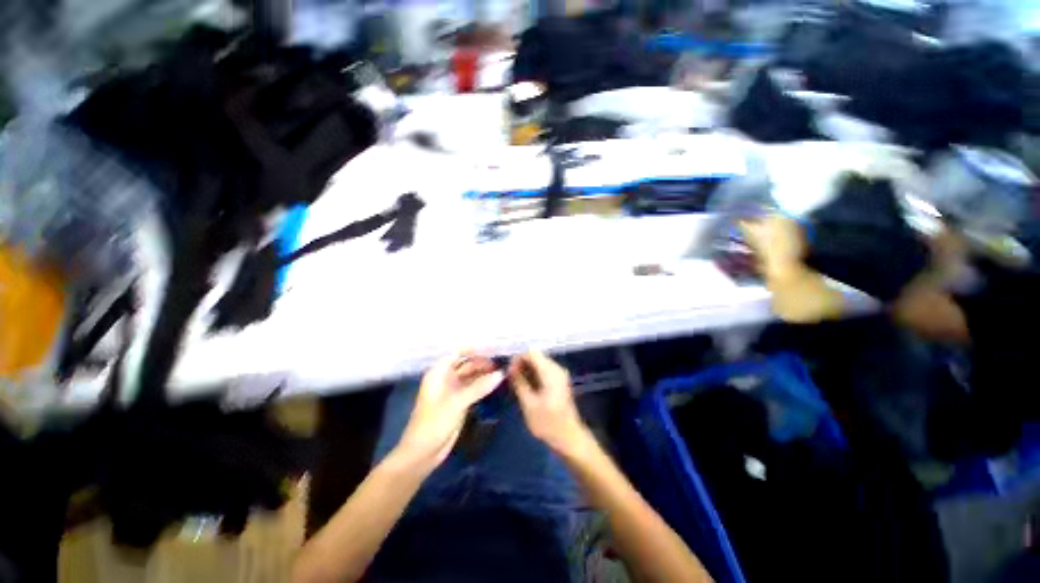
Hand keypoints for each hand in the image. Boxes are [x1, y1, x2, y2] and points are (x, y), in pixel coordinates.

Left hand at [394, 352, 503, 472]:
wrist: (423, 453)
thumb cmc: (434, 423)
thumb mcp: (457, 402)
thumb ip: (479, 387)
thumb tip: (501, 374)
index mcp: (438, 373)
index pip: (457, 352)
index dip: (473, 349)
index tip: (492, 348)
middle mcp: (445, 378)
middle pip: (465, 363)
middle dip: (481, 361)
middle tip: (501, 362)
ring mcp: (453, 390)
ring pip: (470, 376)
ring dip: (483, 373)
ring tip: (501, 371)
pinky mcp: (459, 402)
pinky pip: (473, 388)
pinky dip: (483, 385)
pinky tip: (495, 383)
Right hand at [509, 351, 590, 457]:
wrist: (569, 438)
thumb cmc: (547, 423)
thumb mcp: (528, 404)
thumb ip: (519, 382)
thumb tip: (510, 367)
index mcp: (550, 372)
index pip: (531, 353)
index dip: (518, 358)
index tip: (508, 371)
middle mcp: (556, 368)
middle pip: (535, 356)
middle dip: (521, 364)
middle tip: (510, 378)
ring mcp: (559, 374)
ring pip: (538, 363)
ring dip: (526, 369)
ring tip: (515, 383)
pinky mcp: (558, 381)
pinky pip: (543, 370)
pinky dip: (533, 374)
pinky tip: (525, 386)